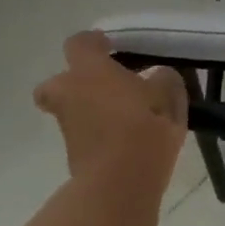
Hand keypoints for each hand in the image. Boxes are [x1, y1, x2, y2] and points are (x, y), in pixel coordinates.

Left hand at [34, 32, 187, 184]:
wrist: (120, 183)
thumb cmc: (144, 126)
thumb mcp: (168, 95)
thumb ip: (163, 79)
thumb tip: (158, 77)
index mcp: (89, 71)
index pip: (79, 43)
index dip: (93, 42)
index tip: (110, 46)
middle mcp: (70, 94)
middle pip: (57, 82)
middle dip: (74, 83)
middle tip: (105, 87)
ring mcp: (68, 127)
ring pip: (71, 110)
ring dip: (90, 109)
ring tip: (125, 115)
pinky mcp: (73, 155)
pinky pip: (84, 134)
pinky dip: (98, 133)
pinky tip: (126, 138)